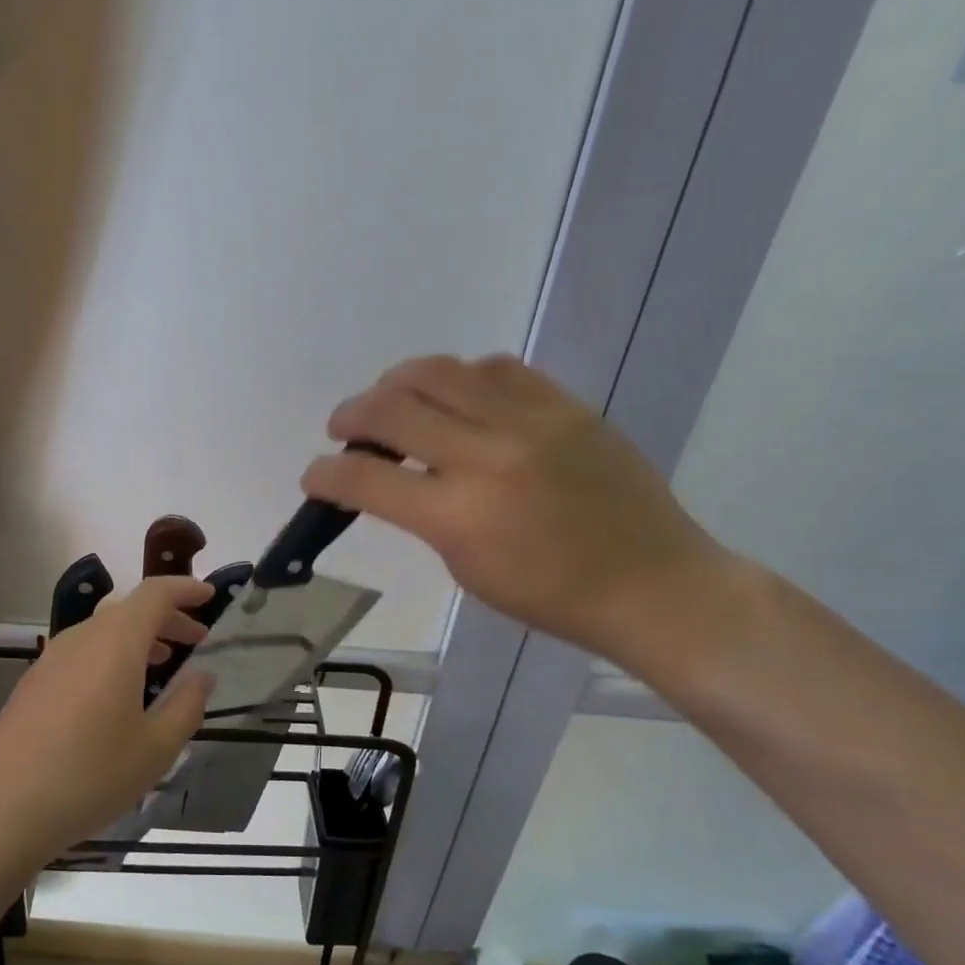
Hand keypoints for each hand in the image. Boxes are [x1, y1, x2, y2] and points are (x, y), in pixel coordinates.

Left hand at [0, 577, 215, 858]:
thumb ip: (186, 705)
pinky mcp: (33, 684)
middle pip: (129, 610)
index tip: (210, 595)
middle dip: (167, 618)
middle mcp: (81, 638)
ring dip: (138, 638)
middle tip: (197, 638)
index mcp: (115, 643)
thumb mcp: (155, 748)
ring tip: (162, 663)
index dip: (184, 589)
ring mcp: (50, 659)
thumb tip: (202, 677)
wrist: (1, 810)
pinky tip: (118, 694)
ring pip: (103, 631)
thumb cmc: (90, 776)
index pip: (154, 594)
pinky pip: (82, 652)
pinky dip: (111, 656)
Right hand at [302, 355, 731, 665]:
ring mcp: (530, 422)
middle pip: (393, 408)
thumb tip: (391, 478)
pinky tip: (454, 395)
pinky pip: (495, 368)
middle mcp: (487, 456)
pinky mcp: (564, 405)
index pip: (366, 479)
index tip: (314, 474)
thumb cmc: (550, 596)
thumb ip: (422, 516)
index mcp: (459, 516)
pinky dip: (459, 378)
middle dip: (350, 416)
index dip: (325, 473)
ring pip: (439, 372)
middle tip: (342, 428)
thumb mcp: (466, 568)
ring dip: (397, 383)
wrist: (650, 582)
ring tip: (390, 400)